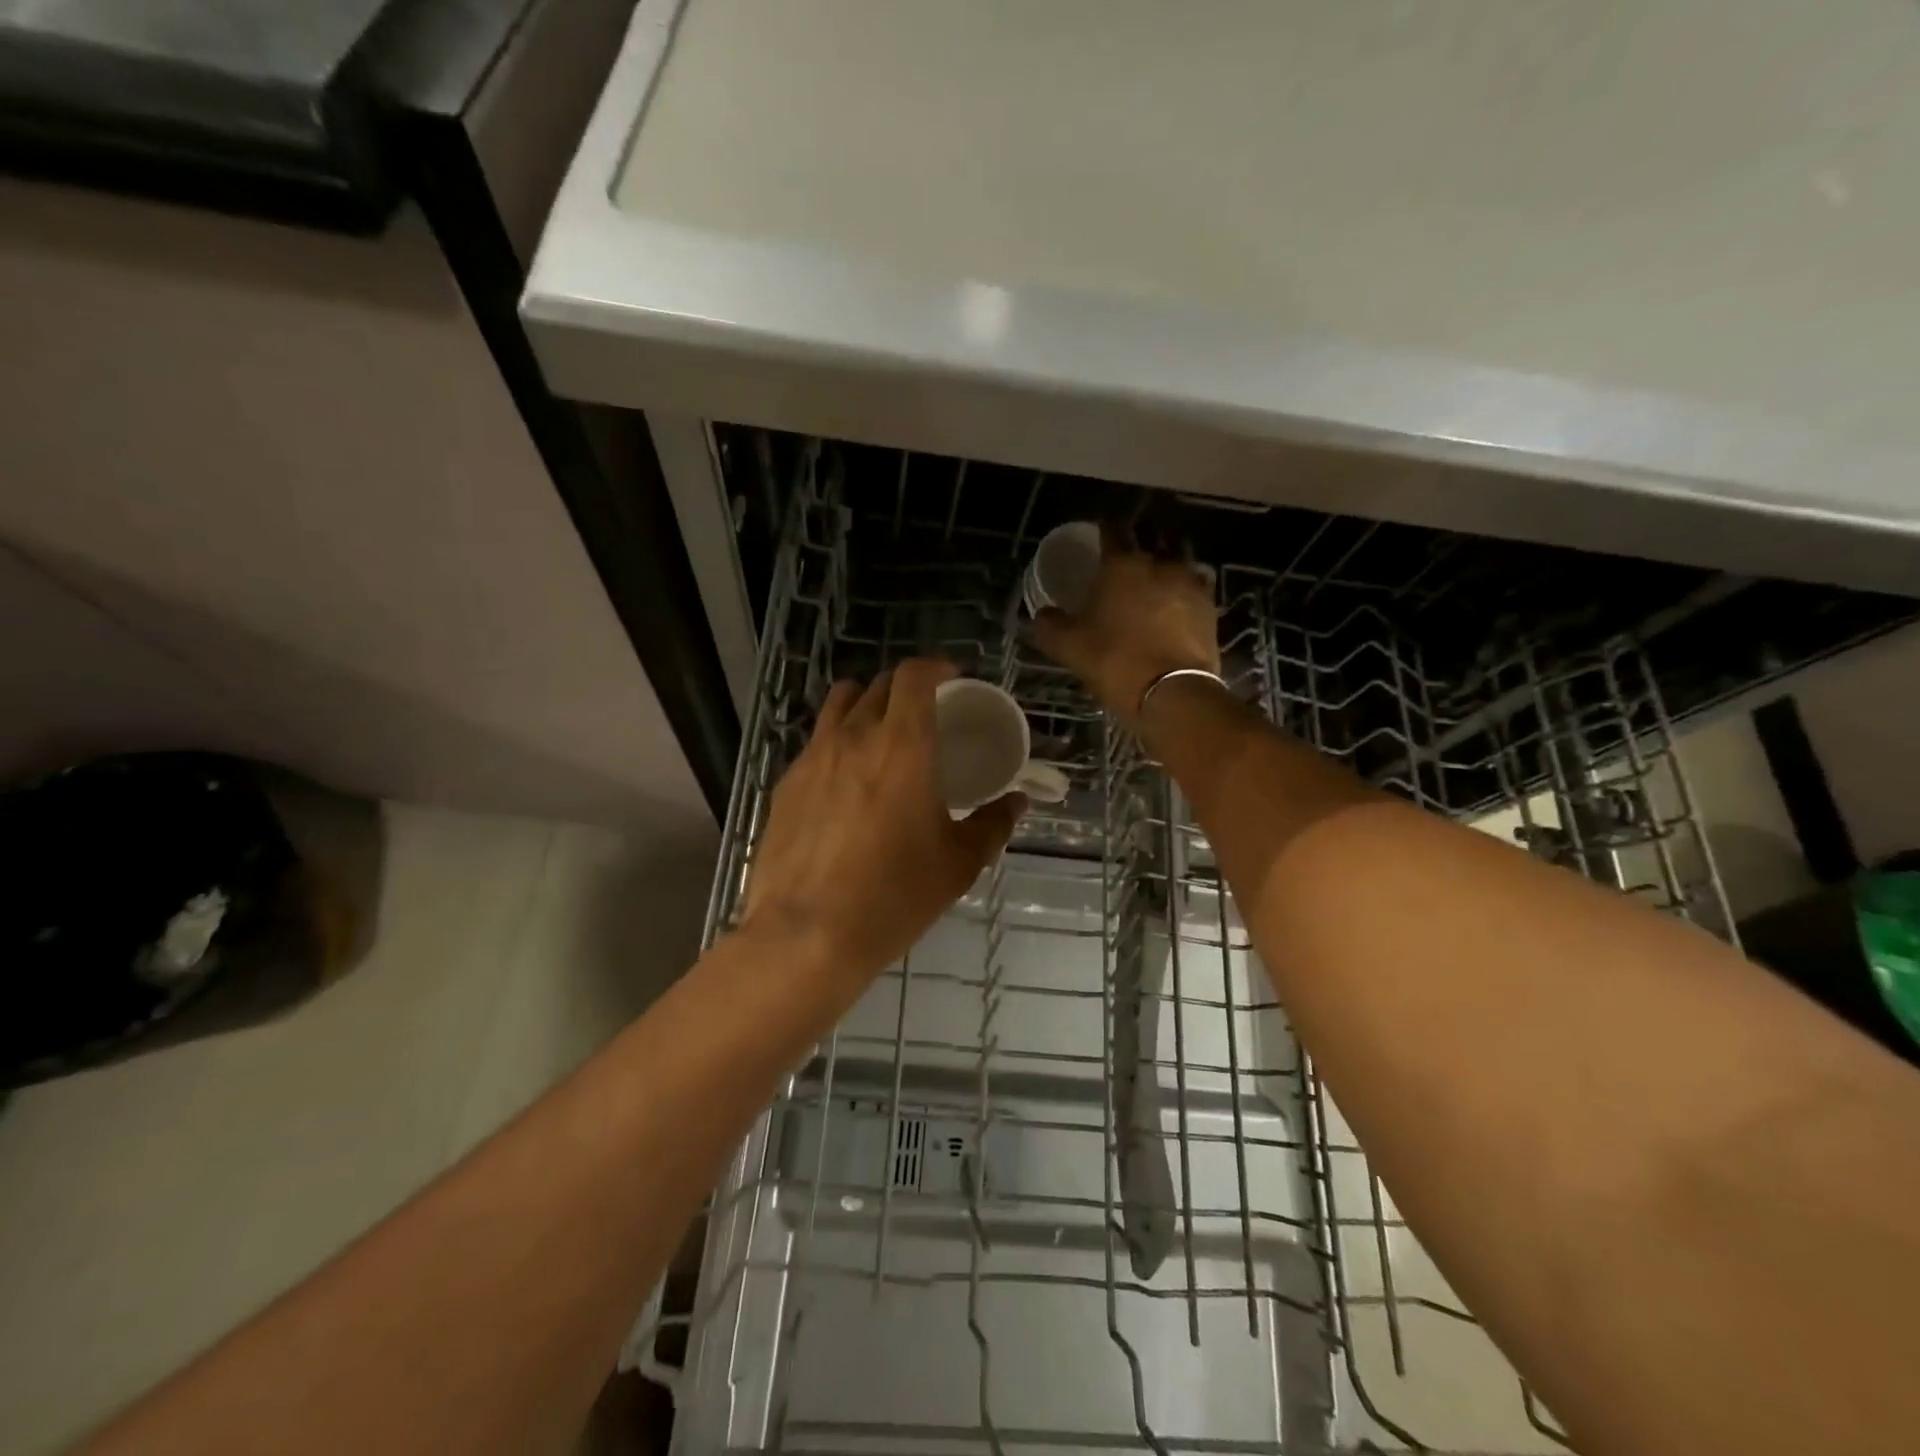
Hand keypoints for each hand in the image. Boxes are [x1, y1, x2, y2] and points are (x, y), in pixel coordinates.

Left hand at [741, 658, 1023, 992]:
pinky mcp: (786, 784)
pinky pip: (816, 743)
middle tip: (925, 713)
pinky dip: (837, 742)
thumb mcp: (959, 863)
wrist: (807, 935)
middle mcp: (854, 736)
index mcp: (903, 745)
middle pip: (877, 685)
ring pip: (839, 705)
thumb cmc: (894, 895)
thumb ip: (993, 824)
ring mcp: (813, 757)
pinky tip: (846, 781)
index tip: (951, 678)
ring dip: (865, 705)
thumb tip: (1016, 802)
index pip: (913, 676)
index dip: (934, 667)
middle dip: (905, 687)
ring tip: (881, 733)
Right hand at [1031, 529, 1220, 726]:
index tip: (1098, 536)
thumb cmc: (1114, 661)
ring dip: (1167, 560)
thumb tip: (1042, 615)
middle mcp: (1159, 562)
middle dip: (1139, 543)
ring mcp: (1189, 581)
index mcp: (1121, 564)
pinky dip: (1187, 586)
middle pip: (1151, 538)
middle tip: (1127, 559)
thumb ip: (1050, 626)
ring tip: (1156, 576)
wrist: (1171, 691)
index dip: (1104, 530)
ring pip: (1179, 556)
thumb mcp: (1069, 647)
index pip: (1112, 530)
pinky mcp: (1210, 605)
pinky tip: (1178, 600)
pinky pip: (1197, 584)